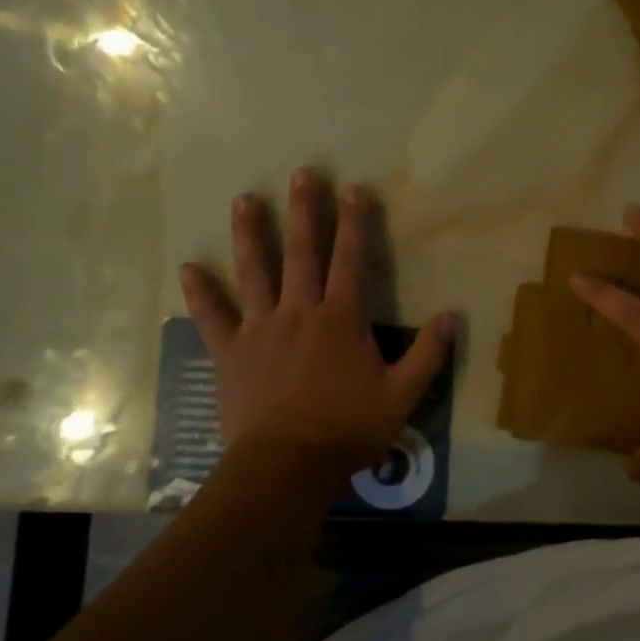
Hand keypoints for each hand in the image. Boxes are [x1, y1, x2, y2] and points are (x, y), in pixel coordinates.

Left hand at [180, 168, 452, 485]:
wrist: (286, 466)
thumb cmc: (348, 429)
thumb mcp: (402, 396)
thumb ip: (427, 355)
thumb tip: (452, 317)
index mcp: (341, 318)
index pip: (351, 259)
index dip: (356, 222)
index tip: (355, 188)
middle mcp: (299, 311)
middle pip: (303, 252)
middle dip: (305, 210)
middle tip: (302, 174)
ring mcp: (260, 329)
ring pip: (254, 272)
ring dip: (251, 234)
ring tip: (244, 200)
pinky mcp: (230, 352)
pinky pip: (212, 317)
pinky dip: (200, 293)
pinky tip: (187, 268)